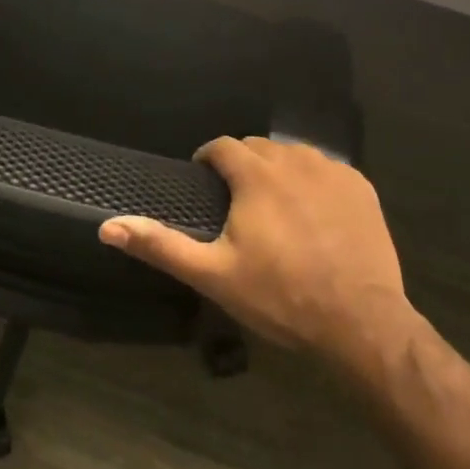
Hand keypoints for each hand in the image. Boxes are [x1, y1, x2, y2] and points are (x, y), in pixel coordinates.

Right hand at [100, 138, 413, 375]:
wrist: (360, 322)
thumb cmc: (280, 295)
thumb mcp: (213, 274)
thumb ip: (161, 245)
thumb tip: (108, 227)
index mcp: (256, 174)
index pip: (223, 146)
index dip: (208, 160)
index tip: (204, 181)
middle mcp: (295, 160)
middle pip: (258, 148)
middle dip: (242, 165)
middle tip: (236, 202)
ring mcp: (333, 171)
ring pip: (293, 155)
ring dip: (277, 170)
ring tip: (272, 205)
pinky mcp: (361, 187)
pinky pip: (327, 169)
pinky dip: (313, 181)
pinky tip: (313, 213)